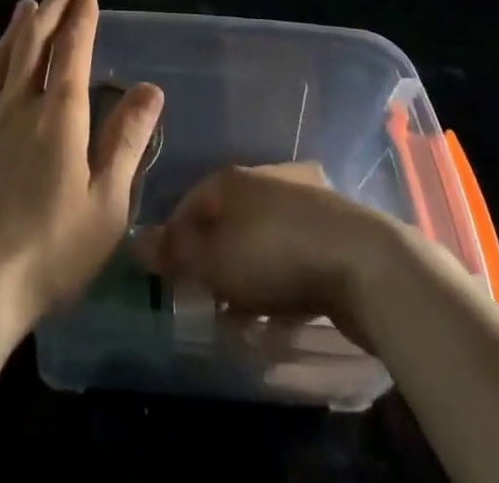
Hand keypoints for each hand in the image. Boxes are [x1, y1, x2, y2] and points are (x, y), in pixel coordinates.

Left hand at [0, 0, 162, 345]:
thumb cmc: (46, 253)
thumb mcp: (105, 206)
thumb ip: (126, 142)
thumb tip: (150, 89)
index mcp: (59, 116)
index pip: (72, 49)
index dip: (80, 17)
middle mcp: (17, 104)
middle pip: (34, 42)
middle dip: (50, 8)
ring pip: (2, 57)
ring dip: (18, 27)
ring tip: (27, 5)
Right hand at [130, 162, 400, 344]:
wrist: (365, 263)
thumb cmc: (275, 255)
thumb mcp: (214, 259)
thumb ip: (175, 253)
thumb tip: (134, 242)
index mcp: (230, 179)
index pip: (188, 204)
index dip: (173, 241)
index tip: (169, 280)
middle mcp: (262, 183)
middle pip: (224, 223)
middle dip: (211, 263)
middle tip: (205, 303)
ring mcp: (299, 205)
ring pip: (257, 243)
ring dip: (246, 279)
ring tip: (241, 319)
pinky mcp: (328, 234)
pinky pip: (289, 259)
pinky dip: (279, 285)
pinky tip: (280, 317)